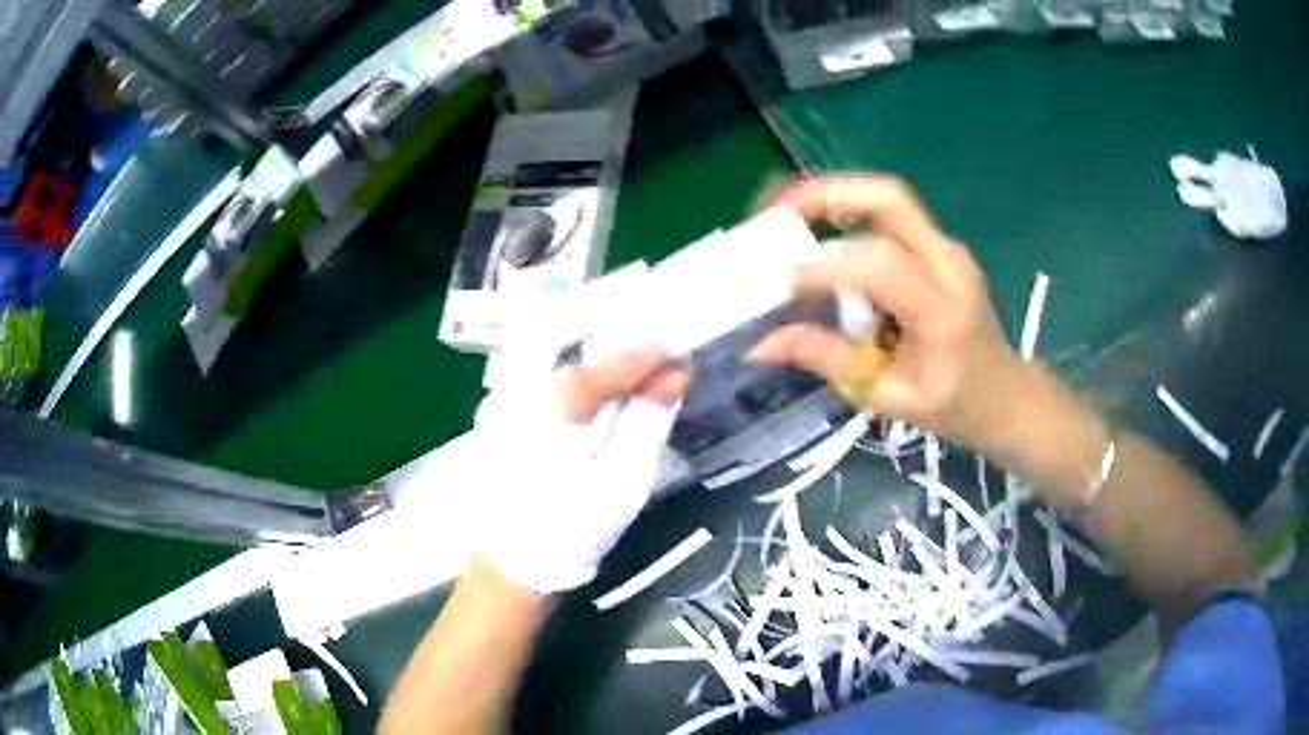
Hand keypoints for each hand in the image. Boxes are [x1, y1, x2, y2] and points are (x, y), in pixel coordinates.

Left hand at [473, 347, 687, 593]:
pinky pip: (537, 373)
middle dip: (614, 344)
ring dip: (591, 356)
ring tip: (626, 366)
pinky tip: (590, 386)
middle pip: (575, 343)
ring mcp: (503, 396)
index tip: (679, 350)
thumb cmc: (573, 525)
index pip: (612, 361)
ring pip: (552, 354)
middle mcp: (523, 384)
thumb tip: (674, 376)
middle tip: (653, 353)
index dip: (650, 354)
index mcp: (557, 400)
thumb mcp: (624, 479)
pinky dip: (569, 371)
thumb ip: (649, 420)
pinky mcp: (498, 413)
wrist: (511, 563)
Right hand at [749, 176, 1029, 450]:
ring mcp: (948, 249)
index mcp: (943, 311)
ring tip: (788, 217)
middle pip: (889, 198)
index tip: (781, 284)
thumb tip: (762, 344)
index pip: (881, 265)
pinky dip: (851, 217)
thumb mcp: (888, 397)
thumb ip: (828, 360)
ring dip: (835, 200)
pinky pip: (891, 218)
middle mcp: (950, 264)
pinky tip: (822, 236)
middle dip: (827, 193)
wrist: (1004, 395)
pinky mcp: (941, 247)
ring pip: (888, 200)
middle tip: (777, 209)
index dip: (825, 268)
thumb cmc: (953, 406)